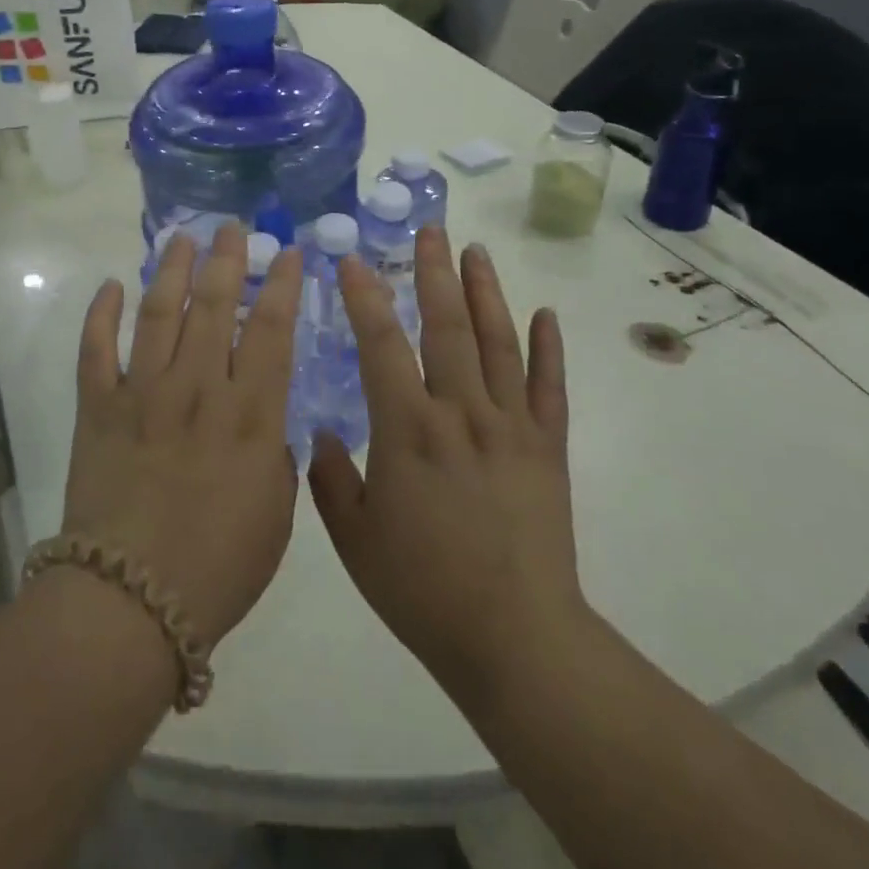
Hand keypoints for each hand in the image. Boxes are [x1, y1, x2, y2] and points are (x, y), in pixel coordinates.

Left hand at [64, 223, 303, 648]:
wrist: (130, 601)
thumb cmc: (218, 567)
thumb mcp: (276, 517)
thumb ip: (275, 460)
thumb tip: (266, 427)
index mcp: (249, 415)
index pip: (272, 331)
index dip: (283, 286)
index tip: (290, 253)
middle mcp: (198, 389)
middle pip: (216, 307)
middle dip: (228, 260)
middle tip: (234, 228)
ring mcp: (144, 394)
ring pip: (159, 314)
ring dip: (172, 272)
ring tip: (183, 240)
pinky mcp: (99, 409)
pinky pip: (96, 350)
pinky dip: (101, 314)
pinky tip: (111, 285)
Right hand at [309, 226, 590, 705]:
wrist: (515, 639)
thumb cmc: (423, 588)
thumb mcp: (354, 538)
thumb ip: (330, 478)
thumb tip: (318, 431)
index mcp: (408, 429)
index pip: (381, 343)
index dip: (364, 296)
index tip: (351, 259)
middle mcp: (461, 412)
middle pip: (447, 325)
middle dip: (434, 272)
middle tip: (431, 229)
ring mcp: (511, 426)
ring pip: (498, 342)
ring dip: (486, 292)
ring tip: (476, 251)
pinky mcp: (548, 447)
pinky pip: (550, 387)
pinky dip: (548, 348)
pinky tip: (545, 314)